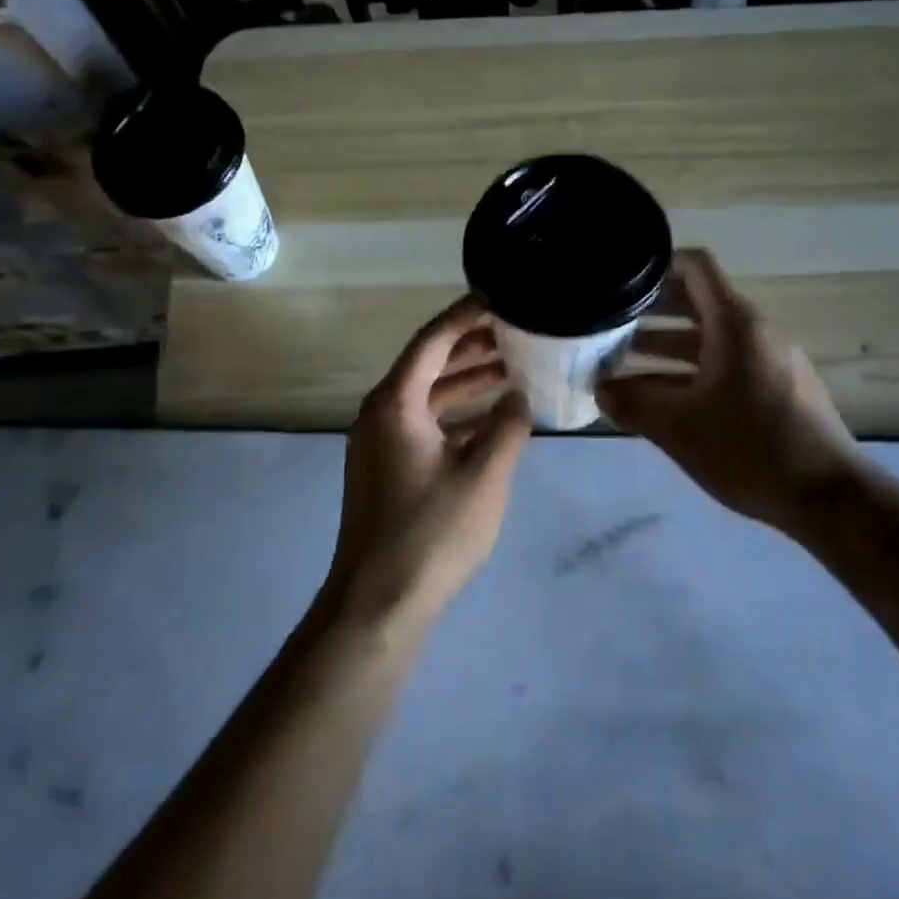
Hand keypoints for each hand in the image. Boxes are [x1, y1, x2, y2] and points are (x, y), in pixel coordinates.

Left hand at [325, 297, 531, 631]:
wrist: (379, 601)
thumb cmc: (433, 532)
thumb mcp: (485, 475)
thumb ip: (509, 427)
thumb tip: (520, 399)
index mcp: (395, 403)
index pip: (432, 340)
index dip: (466, 315)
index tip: (501, 297)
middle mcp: (380, 413)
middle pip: (427, 364)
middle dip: (471, 346)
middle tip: (516, 330)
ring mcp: (379, 443)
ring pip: (426, 396)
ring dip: (465, 382)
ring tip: (512, 368)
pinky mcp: (386, 468)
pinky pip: (423, 424)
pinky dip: (455, 415)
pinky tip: (491, 420)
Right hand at [598, 250, 859, 534]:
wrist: (827, 497)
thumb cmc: (749, 449)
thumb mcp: (678, 428)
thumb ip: (631, 405)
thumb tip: (599, 390)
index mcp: (734, 324)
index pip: (694, 266)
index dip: (655, 265)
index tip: (618, 281)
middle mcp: (753, 332)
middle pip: (695, 303)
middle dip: (648, 314)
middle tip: (605, 327)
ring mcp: (767, 361)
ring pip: (706, 340)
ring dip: (663, 349)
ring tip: (619, 367)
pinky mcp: (774, 389)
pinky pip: (723, 366)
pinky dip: (688, 372)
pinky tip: (659, 400)